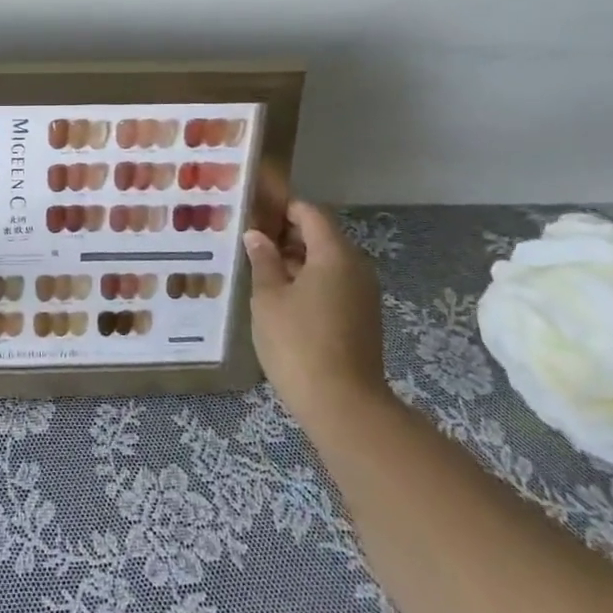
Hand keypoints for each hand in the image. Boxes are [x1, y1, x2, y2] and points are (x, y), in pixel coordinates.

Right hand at [244, 201, 388, 427]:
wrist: (342, 404)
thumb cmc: (297, 342)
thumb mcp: (268, 297)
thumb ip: (263, 261)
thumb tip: (256, 236)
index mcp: (334, 255)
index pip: (310, 214)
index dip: (282, 208)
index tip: (252, 213)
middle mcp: (356, 267)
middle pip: (321, 236)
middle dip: (286, 235)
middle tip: (249, 242)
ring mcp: (363, 294)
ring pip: (327, 262)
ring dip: (296, 260)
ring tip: (259, 269)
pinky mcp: (362, 317)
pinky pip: (334, 284)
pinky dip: (309, 281)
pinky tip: (280, 297)